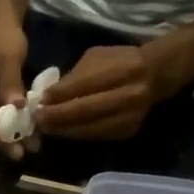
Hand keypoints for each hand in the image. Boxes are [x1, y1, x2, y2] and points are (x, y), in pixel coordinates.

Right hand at [0, 19, 30, 158]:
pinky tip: (30, 136)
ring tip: (30, 147)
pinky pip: (0, 116)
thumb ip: (11, 83)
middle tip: (18, 154)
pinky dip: (14, 125)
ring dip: (11, 134)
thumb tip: (18, 107)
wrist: (4, 24)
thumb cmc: (3, 36)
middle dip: (2, 137)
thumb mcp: (9, 57)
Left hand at [36, 44, 177, 139]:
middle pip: (86, 110)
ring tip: (45, 128)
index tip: (40, 100)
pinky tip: (63, 131)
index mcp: (123, 69)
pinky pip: (95, 136)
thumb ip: (74, 76)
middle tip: (37, 119)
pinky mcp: (127, 131)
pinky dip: (76, 134)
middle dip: (57, 116)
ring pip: (89, 128)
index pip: (84, 85)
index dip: (59, 95)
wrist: (155, 75)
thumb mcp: (98, 58)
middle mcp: (129, 94)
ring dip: (63, 130)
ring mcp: (130, 116)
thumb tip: (47, 96)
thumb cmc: (120, 62)